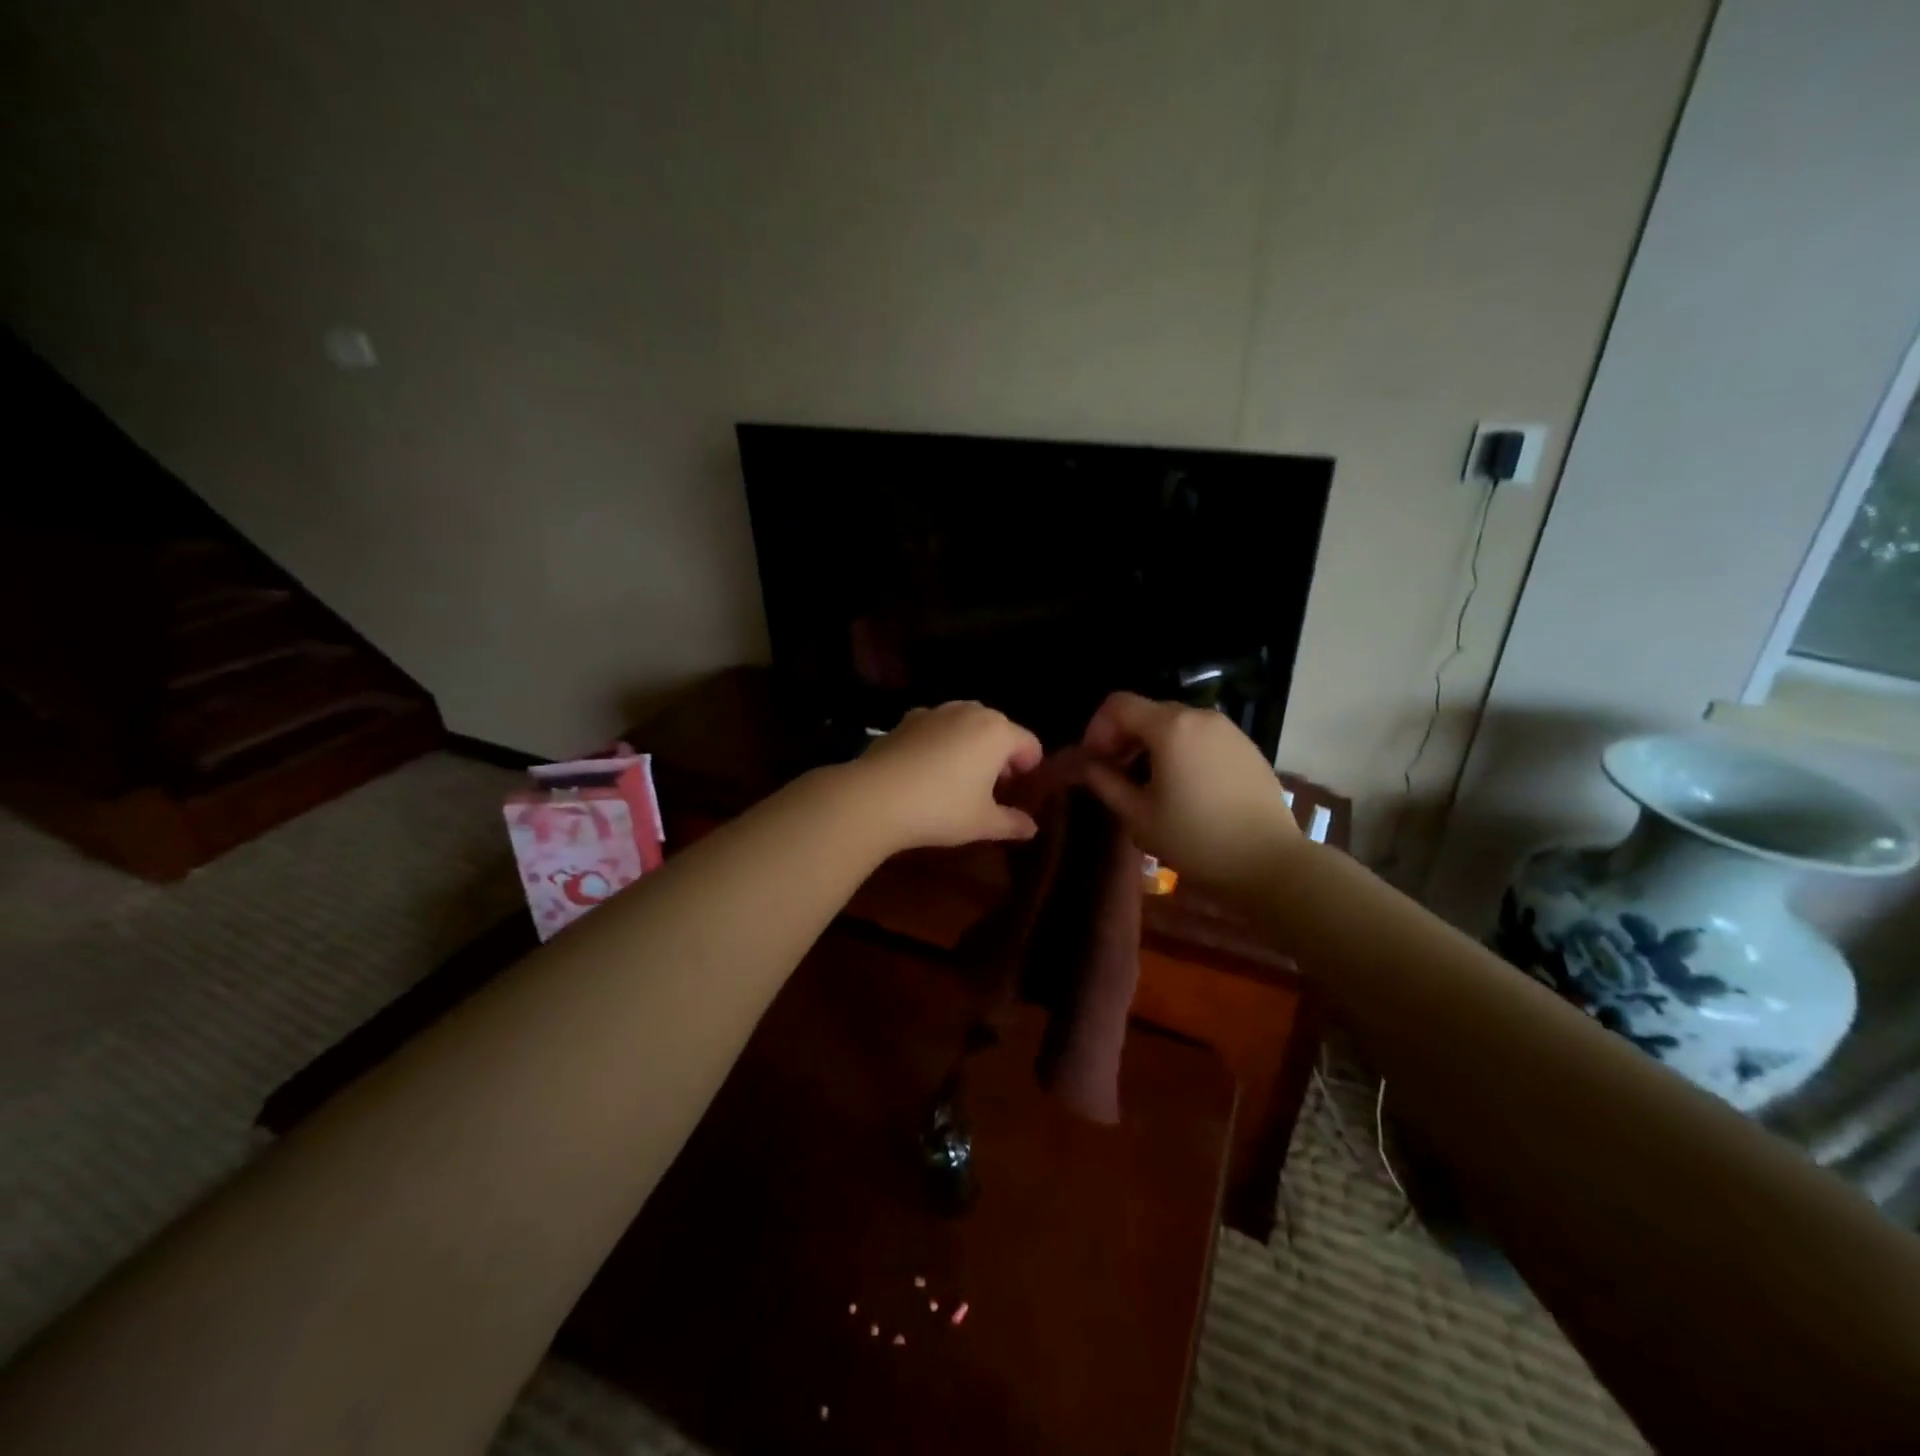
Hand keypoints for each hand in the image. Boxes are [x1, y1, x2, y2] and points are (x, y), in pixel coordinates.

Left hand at [852, 701, 1044, 850]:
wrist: (875, 797)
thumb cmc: (941, 808)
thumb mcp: (983, 823)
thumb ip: (1012, 823)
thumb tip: (1031, 828)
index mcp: (998, 732)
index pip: (1029, 744)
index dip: (1030, 769)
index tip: (1020, 793)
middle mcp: (970, 712)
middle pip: (998, 730)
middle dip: (1000, 756)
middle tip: (991, 789)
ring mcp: (936, 712)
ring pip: (965, 725)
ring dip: (970, 746)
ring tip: (959, 779)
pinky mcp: (907, 719)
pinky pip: (936, 728)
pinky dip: (940, 743)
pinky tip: (927, 771)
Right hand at [1080, 692, 1303, 893]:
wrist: (1269, 862)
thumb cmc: (1195, 839)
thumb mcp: (1139, 816)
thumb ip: (1106, 783)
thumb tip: (1087, 766)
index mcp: (1170, 727)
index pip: (1118, 705)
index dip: (1097, 729)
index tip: (1094, 762)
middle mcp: (1200, 717)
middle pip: (1148, 712)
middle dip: (1124, 737)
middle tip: (1115, 774)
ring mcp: (1228, 730)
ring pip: (1176, 724)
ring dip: (1152, 744)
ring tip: (1148, 783)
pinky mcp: (1247, 748)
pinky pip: (1202, 737)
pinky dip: (1181, 750)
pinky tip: (1184, 787)